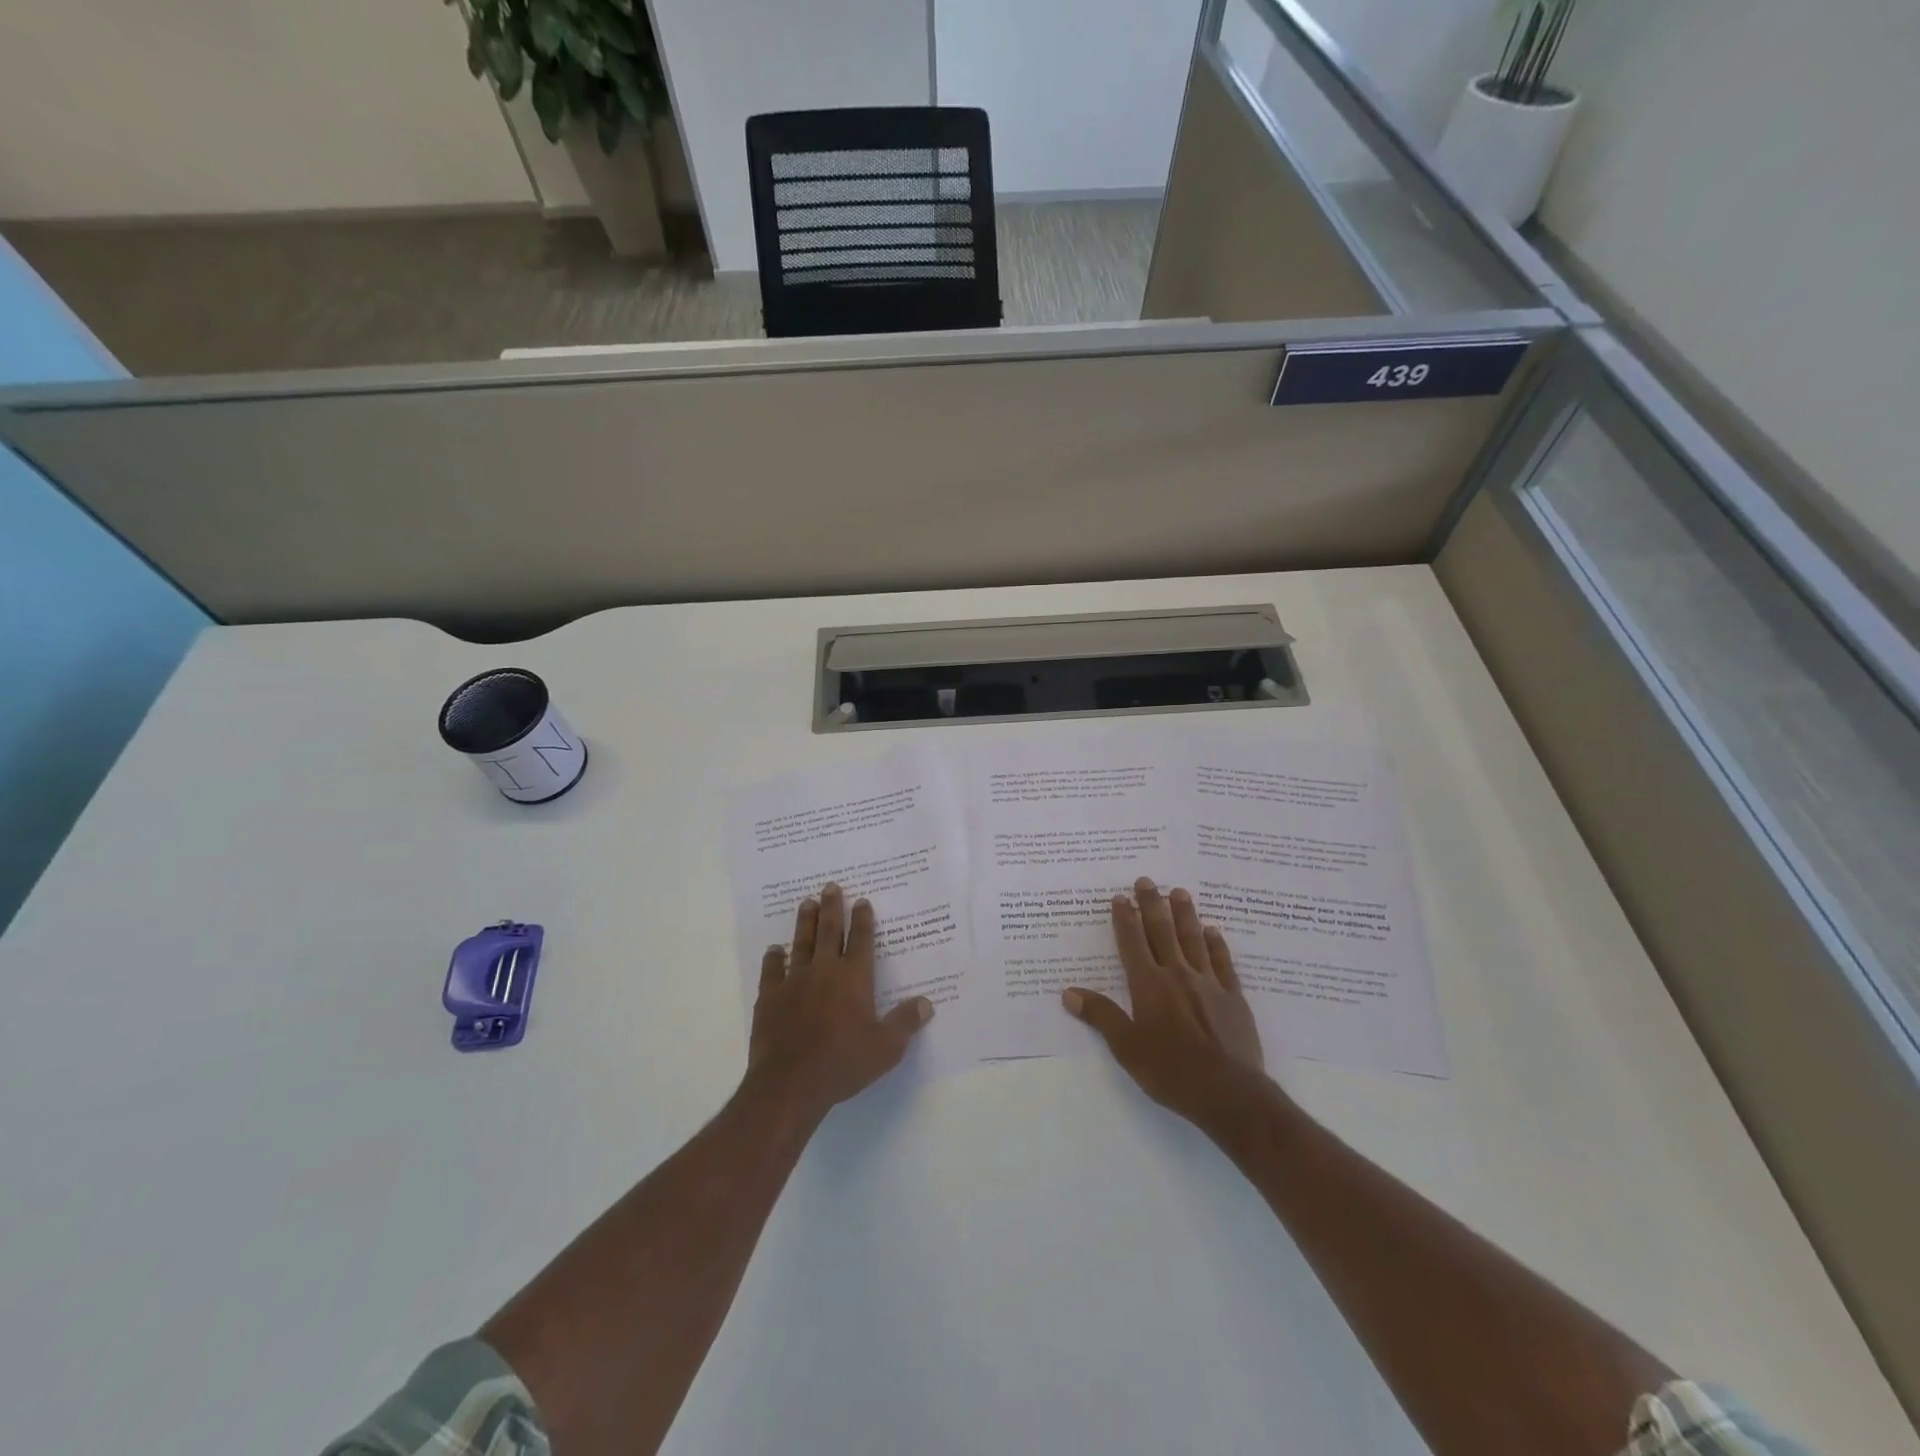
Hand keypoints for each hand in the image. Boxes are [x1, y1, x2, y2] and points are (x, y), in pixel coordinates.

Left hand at [748, 883, 933, 1119]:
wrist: (791, 1082)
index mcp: (854, 978)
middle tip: (830, 886)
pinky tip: (774, 950)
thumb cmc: (843, 1062)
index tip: (862, 901)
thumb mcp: (886, 1048)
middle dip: (832, 908)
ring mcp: (794, 982)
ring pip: (801, 943)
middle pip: (828, 931)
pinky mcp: (770, 998)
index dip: (863, 919)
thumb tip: (926, 1003)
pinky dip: (773, 958)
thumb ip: (905, 1023)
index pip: (861, 940)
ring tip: (806, 903)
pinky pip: (772, 971)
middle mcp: (824, 971)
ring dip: (804, 922)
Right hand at [1062, 878, 1265, 1125]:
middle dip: (1152, 905)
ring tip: (1180, 892)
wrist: (1228, 1092)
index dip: (1125, 919)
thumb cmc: (1170, 1071)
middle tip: (1147, 881)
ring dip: (1185, 915)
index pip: (1133, 943)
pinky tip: (1213, 931)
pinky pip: (1222, 962)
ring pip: (1193, 940)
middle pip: (1162, 932)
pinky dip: (1216, 944)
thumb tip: (1069, 992)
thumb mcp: (1126, 1048)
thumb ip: (1101, 1016)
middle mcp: (1177, 975)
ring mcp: (1208, 983)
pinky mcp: (1233, 997)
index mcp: (1148, 985)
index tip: (1121, 897)